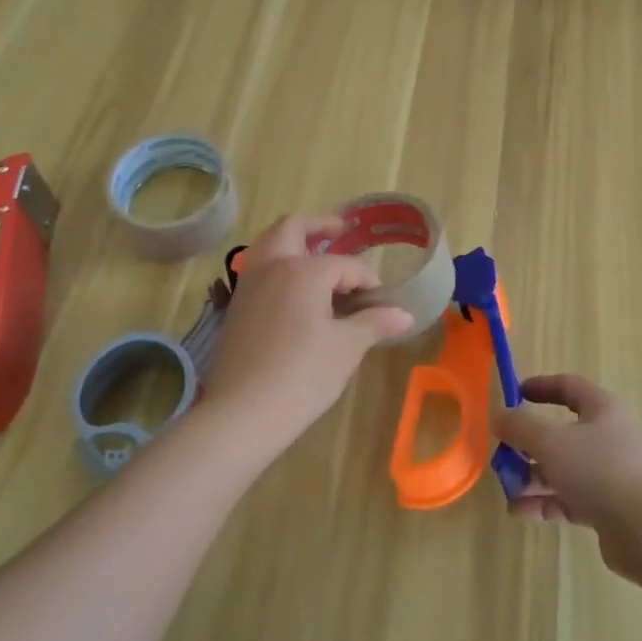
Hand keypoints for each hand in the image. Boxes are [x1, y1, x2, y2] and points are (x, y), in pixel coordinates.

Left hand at [202, 214, 413, 450]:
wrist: (241, 415)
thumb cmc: (302, 376)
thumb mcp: (347, 348)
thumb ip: (375, 323)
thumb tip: (405, 315)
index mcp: (303, 270)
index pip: (346, 265)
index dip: (367, 280)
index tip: (381, 303)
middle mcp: (272, 267)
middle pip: (292, 227)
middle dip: (319, 225)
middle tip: (341, 229)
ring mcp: (248, 286)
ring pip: (268, 244)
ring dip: (293, 242)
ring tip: (316, 255)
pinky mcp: (236, 309)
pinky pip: (259, 270)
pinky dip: (278, 265)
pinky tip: (294, 291)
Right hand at [491, 374, 641, 579]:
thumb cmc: (599, 470)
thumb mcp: (551, 442)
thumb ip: (520, 427)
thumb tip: (498, 415)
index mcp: (602, 409)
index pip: (569, 386)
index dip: (541, 387)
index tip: (515, 394)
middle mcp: (609, 437)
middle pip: (563, 432)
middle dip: (529, 443)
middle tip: (503, 454)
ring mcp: (611, 474)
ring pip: (565, 468)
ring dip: (533, 477)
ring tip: (506, 489)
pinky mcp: (610, 508)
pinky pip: (571, 498)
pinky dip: (546, 502)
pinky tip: (520, 512)